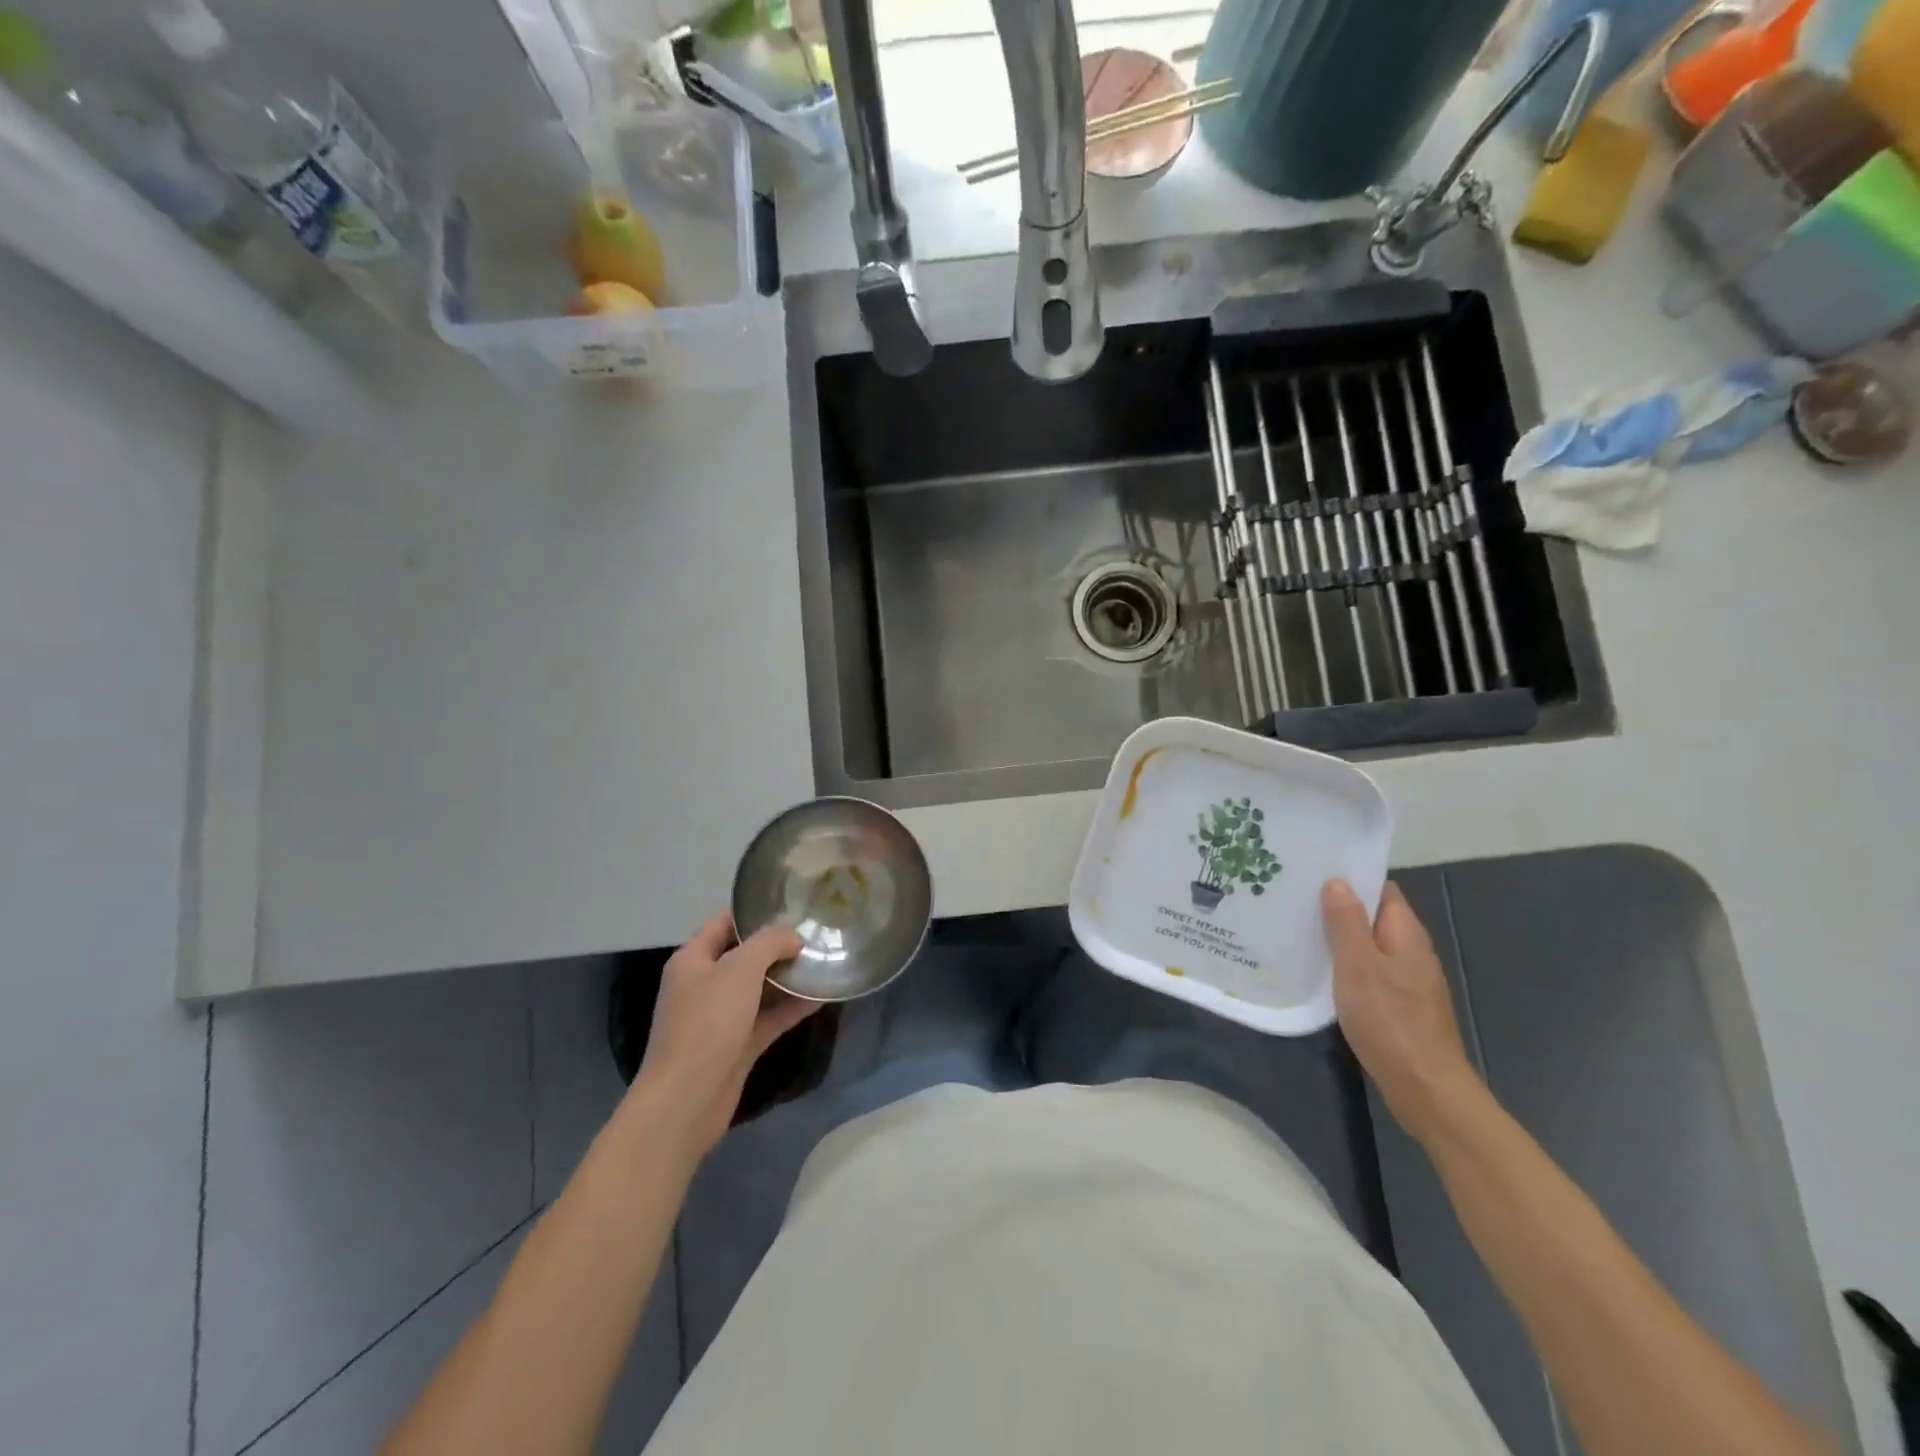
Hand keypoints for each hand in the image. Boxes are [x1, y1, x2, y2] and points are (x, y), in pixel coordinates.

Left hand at [632, 913, 818, 1160]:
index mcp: (693, 959)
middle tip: (817, 934)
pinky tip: (822, 996)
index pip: (724, 922)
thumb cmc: (708, 1023)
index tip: (792, 905)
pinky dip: (791, 1007)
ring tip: (825, 960)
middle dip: (779, 946)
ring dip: (789, 977)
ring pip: (760, 988)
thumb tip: (793, 936)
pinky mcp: (737, 1045)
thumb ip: (770, 943)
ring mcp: (721, 1017)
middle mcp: (705, 984)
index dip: (755, 912)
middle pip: (745, 955)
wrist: (687, 1100)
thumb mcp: (740, 969)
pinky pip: (768, 1017)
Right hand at [1322, 879, 1482, 1145]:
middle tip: (1295, 899)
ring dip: (1340, 938)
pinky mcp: (1400, 1006)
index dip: (1352, 878)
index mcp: (1406, 935)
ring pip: (1370, 946)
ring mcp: (1408, 981)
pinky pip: (1370, 972)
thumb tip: (1338, 882)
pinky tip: (1320, 972)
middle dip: (1339, 907)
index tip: (1314, 871)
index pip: (1382, 890)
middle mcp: (1412, 952)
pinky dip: (1347, 966)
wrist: (1426, 1089)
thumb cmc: (1390, 1021)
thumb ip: (1347, 923)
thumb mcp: (1359, 966)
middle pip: (1375, 917)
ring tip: (1299, 929)